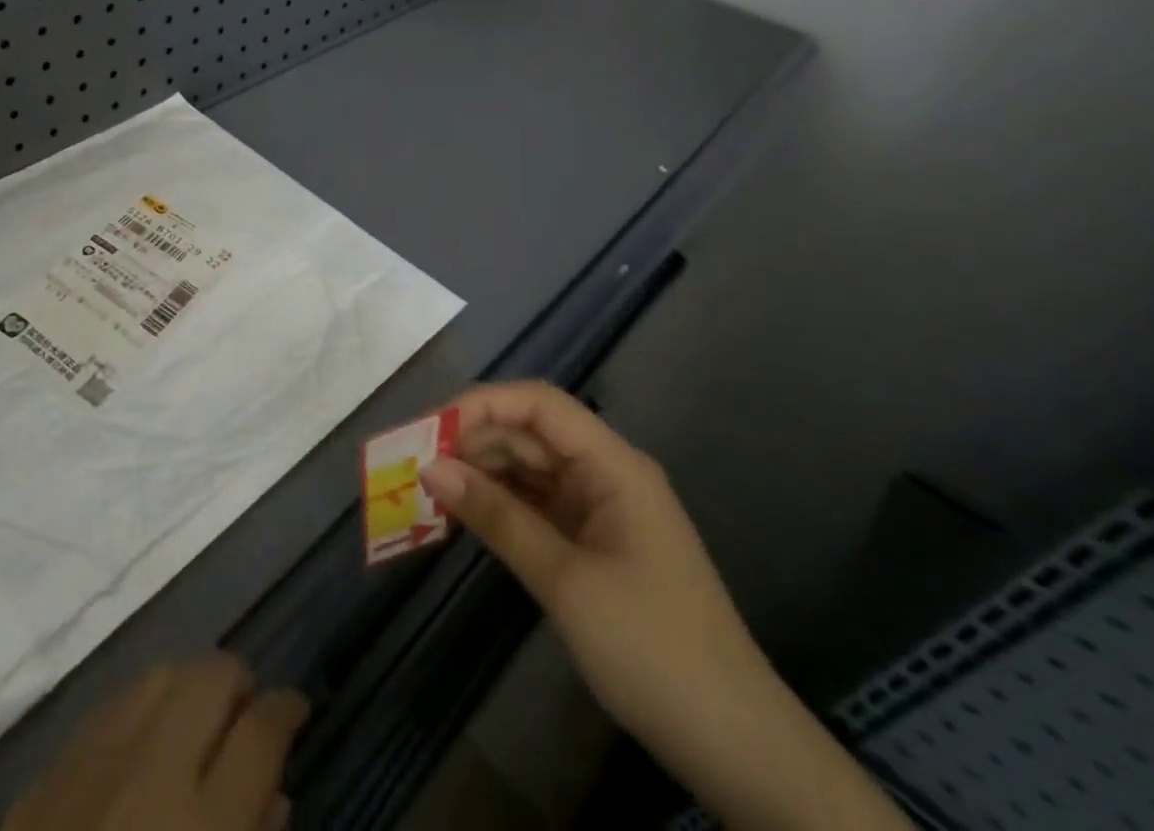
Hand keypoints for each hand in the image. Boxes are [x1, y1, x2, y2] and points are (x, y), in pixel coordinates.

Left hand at [5, 655, 305, 830]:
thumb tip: (273, 793)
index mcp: (205, 826)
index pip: (261, 731)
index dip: (286, 709)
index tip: (295, 707)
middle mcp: (151, 773)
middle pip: (211, 677)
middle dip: (238, 683)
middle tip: (245, 713)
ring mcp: (92, 764)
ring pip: (159, 675)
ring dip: (189, 687)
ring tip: (197, 719)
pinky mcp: (46, 775)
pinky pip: (109, 709)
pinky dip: (138, 712)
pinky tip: (141, 743)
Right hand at [419, 382, 762, 748]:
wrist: (736, 748)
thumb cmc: (653, 650)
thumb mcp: (565, 581)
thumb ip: (497, 516)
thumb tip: (430, 468)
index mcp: (614, 465)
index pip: (539, 405)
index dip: (482, 405)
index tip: (431, 430)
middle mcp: (606, 474)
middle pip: (530, 432)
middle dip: (473, 440)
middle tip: (416, 463)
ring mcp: (601, 509)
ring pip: (529, 468)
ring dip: (481, 472)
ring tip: (429, 488)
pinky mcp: (593, 542)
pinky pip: (536, 504)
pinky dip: (500, 504)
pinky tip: (464, 514)